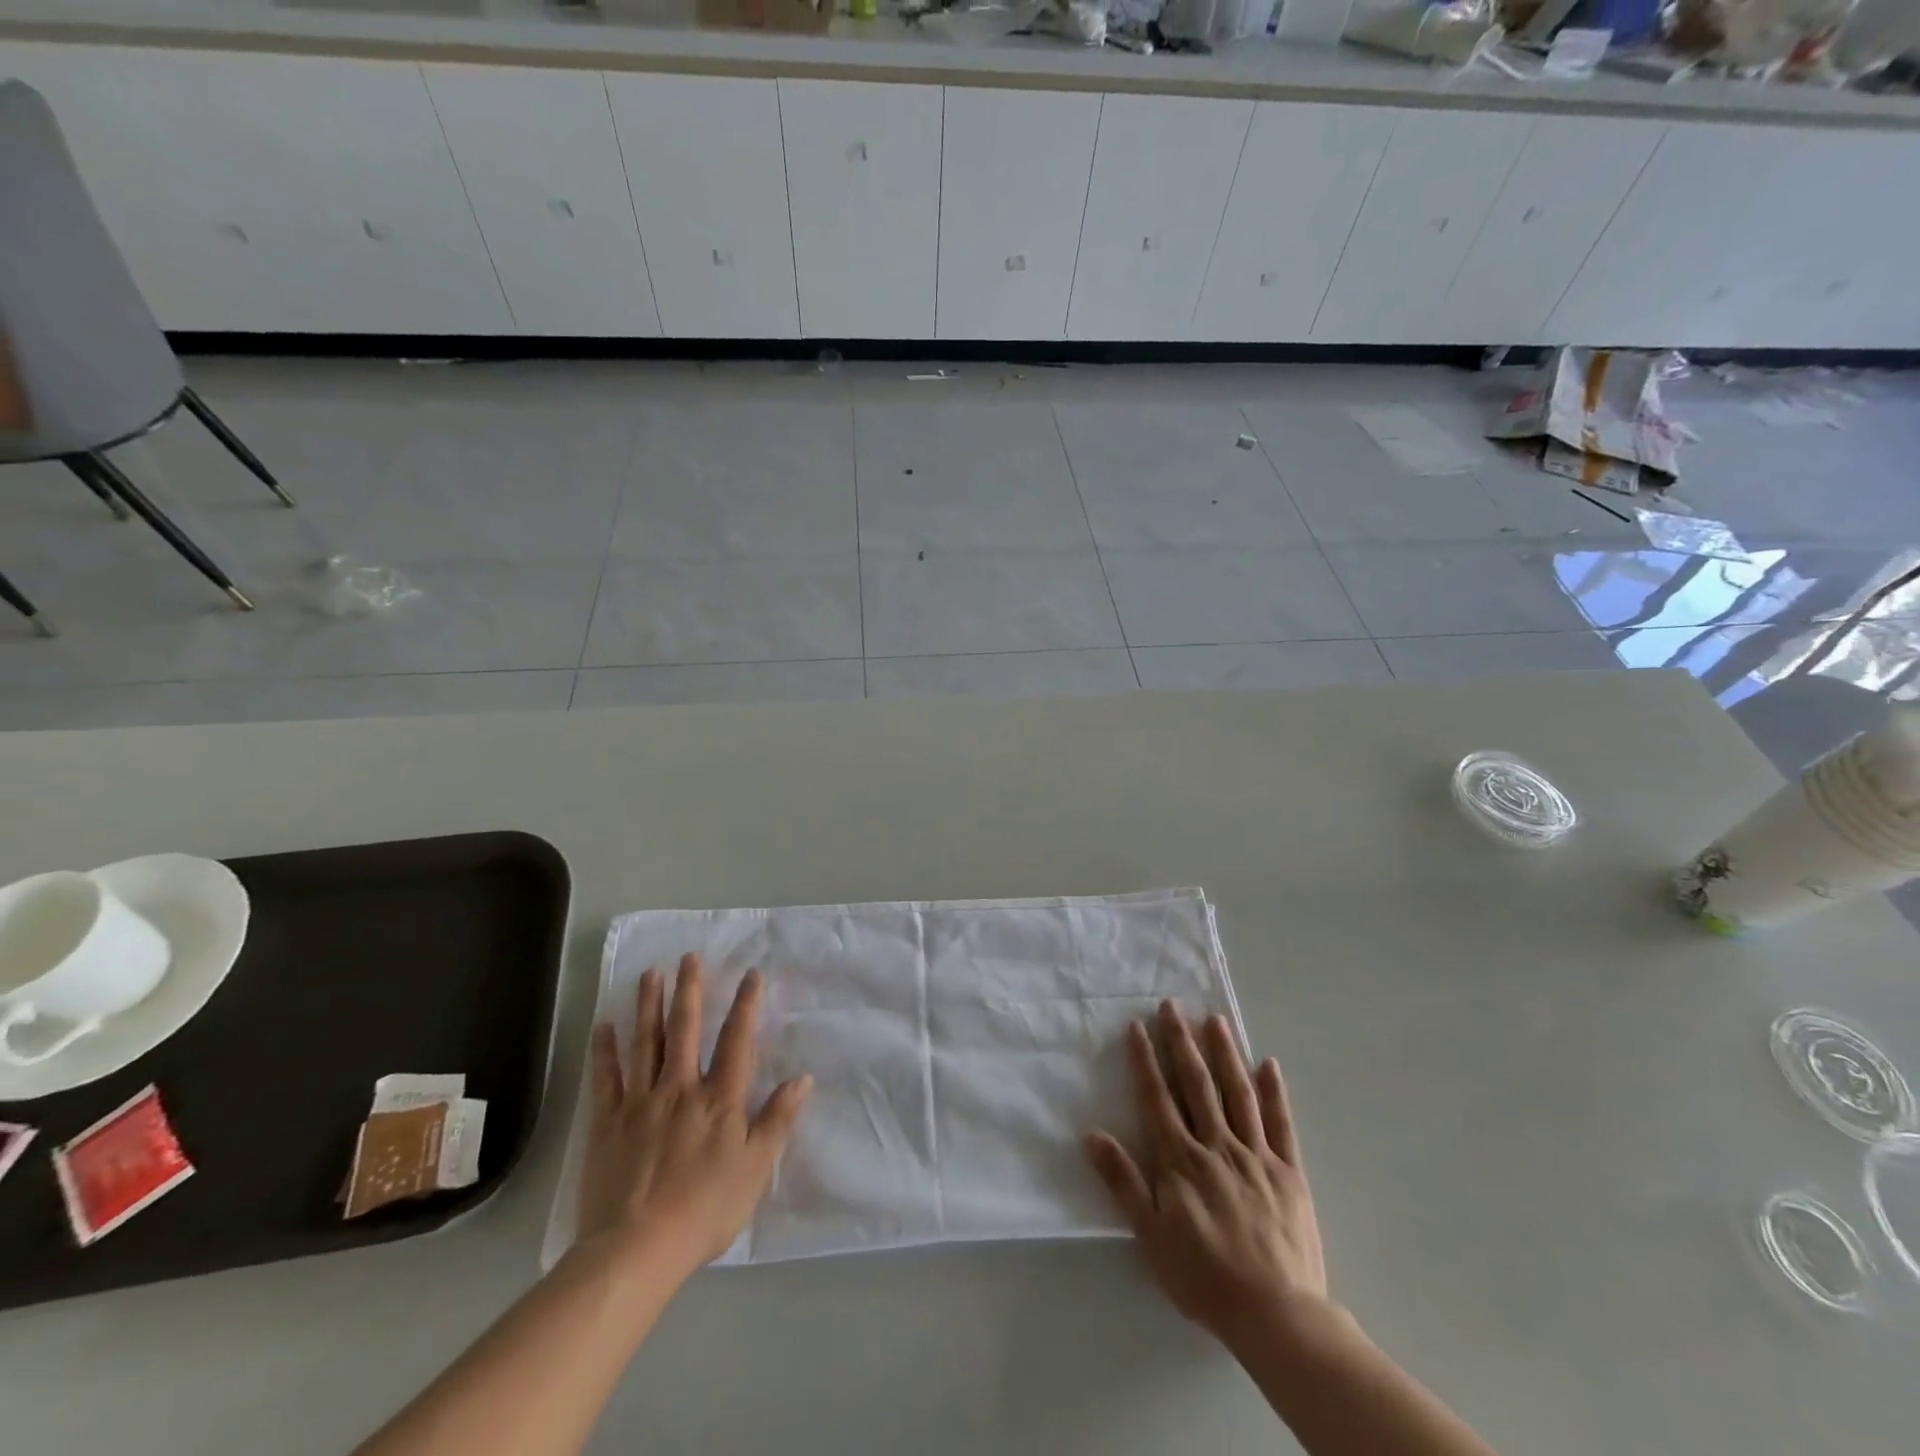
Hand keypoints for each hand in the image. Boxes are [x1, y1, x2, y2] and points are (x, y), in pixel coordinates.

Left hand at [576, 954, 811, 1281]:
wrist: (636, 1250)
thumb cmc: (704, 1211)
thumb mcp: (755, 1170)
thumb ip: (777, 1121)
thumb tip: (803, 1079)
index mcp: (719, 1099)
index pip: (736, 1041)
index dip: (746, 1006)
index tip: (751, 974)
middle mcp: (680, 1089)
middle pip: (686, 1030)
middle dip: (690, 991)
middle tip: (689, 957)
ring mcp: (640, 1103)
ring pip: (646, 1044)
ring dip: (649, 1007)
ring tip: (650, 975)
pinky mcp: (607, 1124)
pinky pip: (606, 1080)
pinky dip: (605, 1052)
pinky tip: (605, 1027)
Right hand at [1086, 1001, 1325, 1347]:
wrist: (1277, 1315)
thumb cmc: (1204, 1277)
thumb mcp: (1150, 1235)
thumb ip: (1122, 1181)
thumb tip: (1091, 1134)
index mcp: (1181, 1160)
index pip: (1158, 1098)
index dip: (1145, 1060)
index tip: (1137, 1026)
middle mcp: (1217, 1145)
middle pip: (1197, 1084)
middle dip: (1181, 1041)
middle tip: (1172, 1005)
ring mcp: (1256, 1155)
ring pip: (1238, 1093)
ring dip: (1225, 1053)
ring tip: (1216, 1019)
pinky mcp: (1289, 1171)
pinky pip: (1281, 1124)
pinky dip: (1275, 1092)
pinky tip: (1269, 1064)